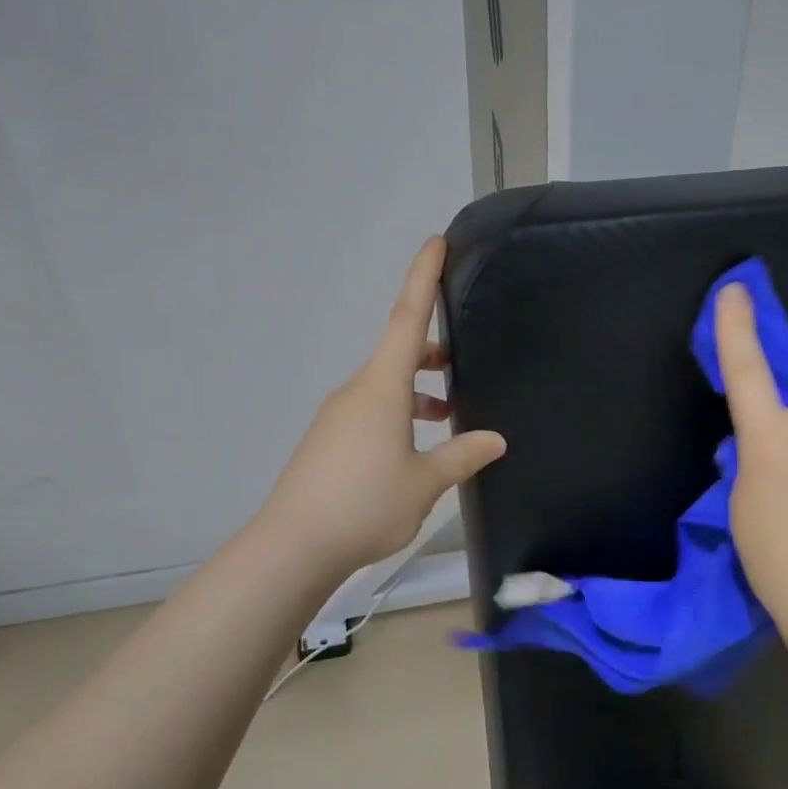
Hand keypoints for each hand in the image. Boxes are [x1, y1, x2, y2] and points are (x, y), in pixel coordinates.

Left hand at [265, 238, 505, 574]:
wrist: (292, 546)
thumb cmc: (365, 504)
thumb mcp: (425, 482)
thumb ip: (462, 456)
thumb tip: (495, 439)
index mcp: (381, 389)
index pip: (407, 320)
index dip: (422, 279)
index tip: (436, 243)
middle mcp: (356, 392)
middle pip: (397, 354)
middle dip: (431, 353)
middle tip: (462, 366)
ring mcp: (337, 417)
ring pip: (385, 386)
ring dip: (417, 390)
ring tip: (448, 417)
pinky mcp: (328, 441)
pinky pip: (370, 411)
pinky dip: (398, 413)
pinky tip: (414, 449)